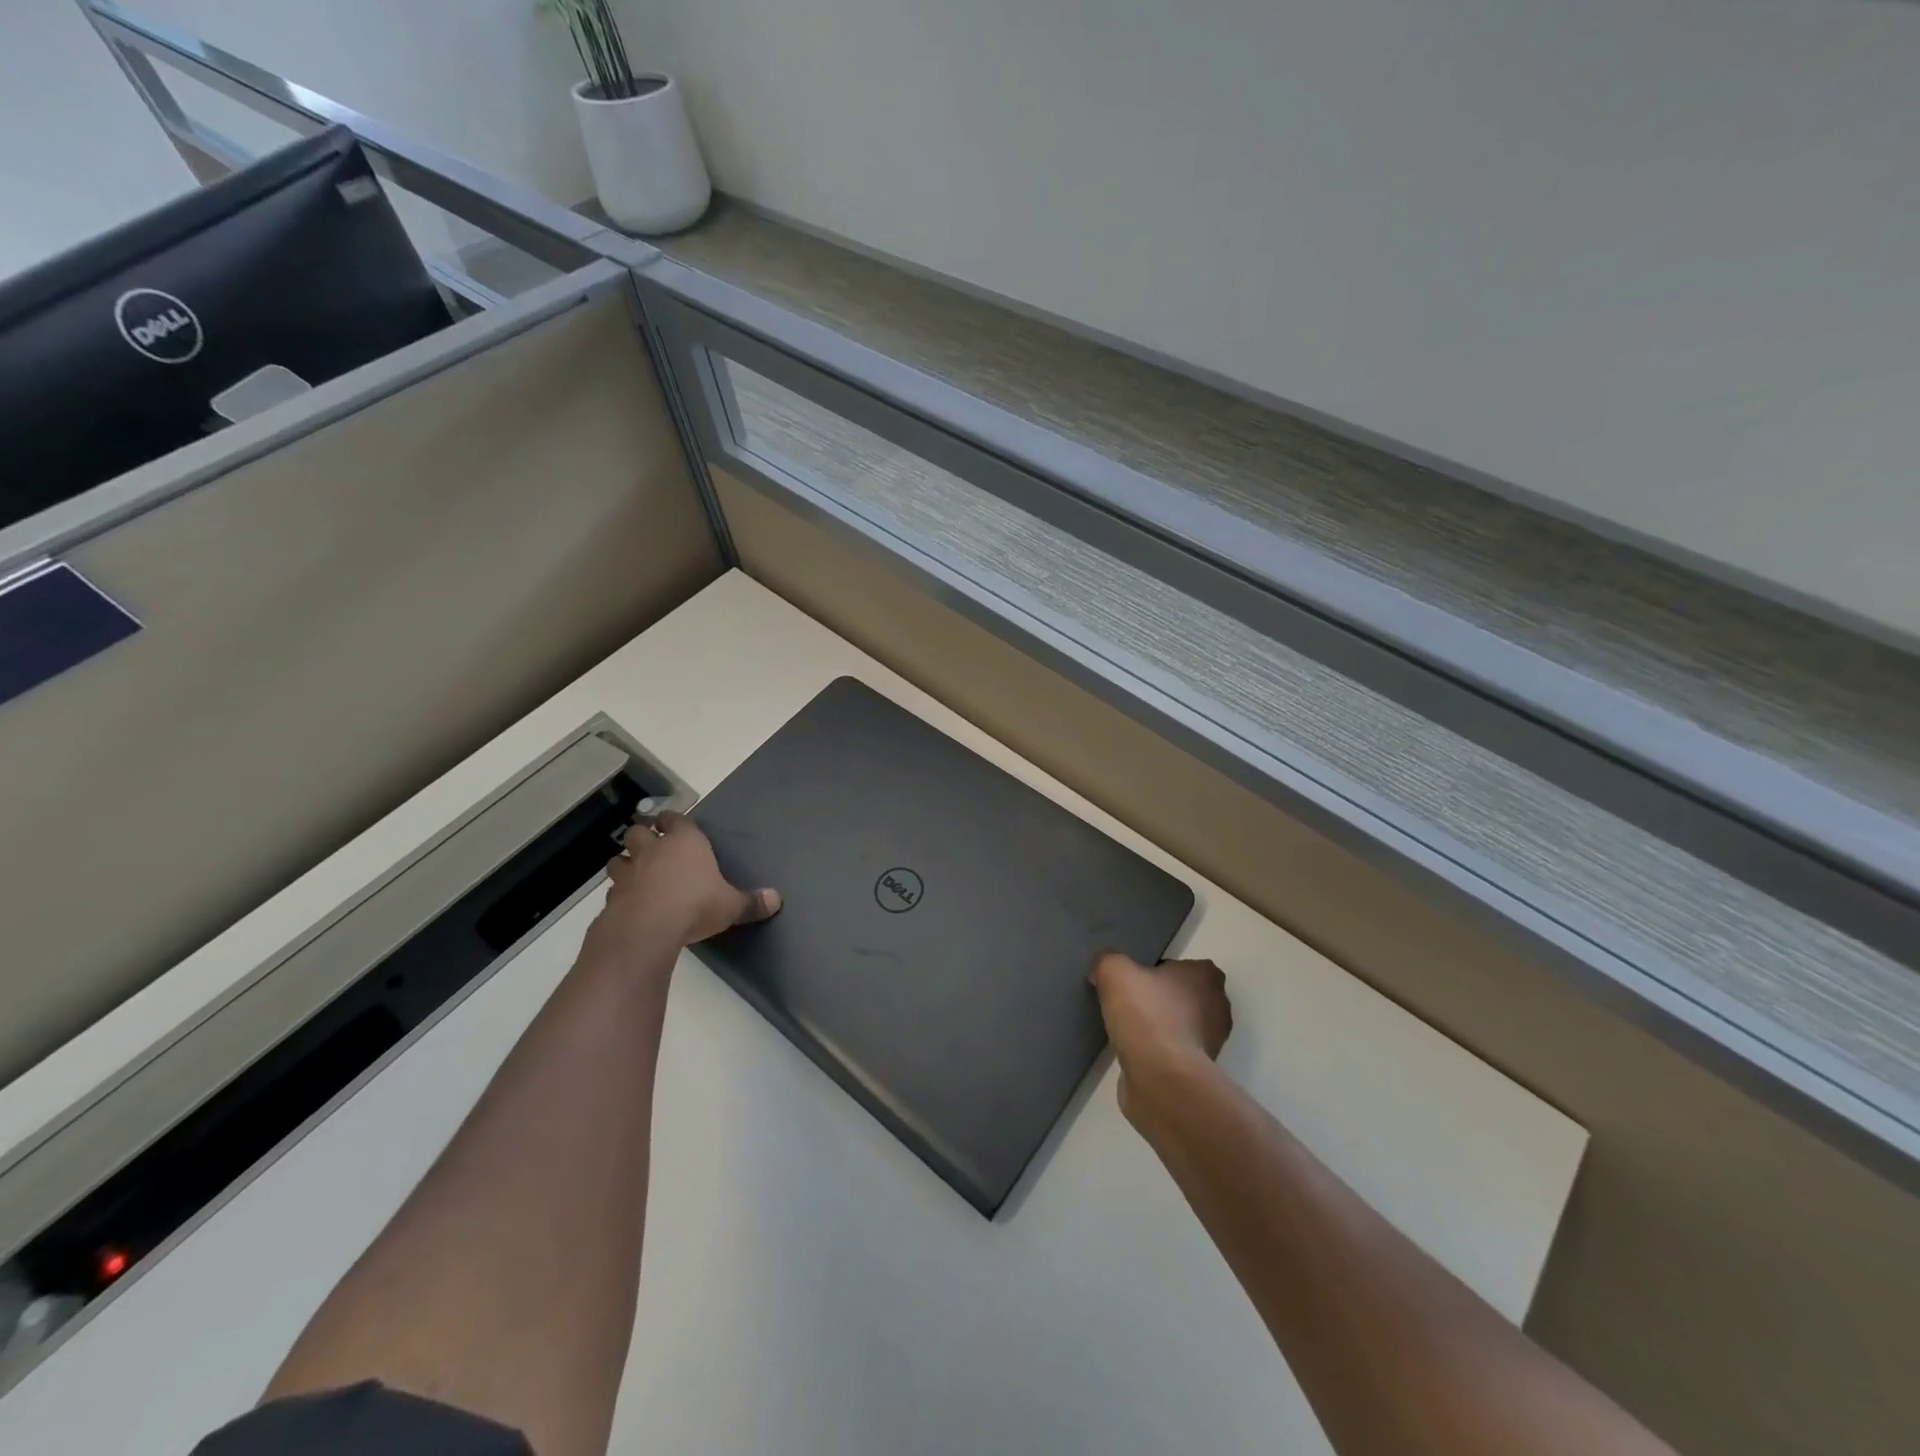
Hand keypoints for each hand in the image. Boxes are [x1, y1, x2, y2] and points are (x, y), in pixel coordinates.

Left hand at [591, 812, 780, 959]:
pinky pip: (614, 887)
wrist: (648, 928)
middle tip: (652, 847)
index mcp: (685, 841)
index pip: (676, 818)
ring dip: (626, 862)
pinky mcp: (612, 895)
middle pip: (639, 830)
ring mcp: (630, 871)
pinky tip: (628, 902)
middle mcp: (654, 849)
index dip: (673, 821)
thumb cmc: (696, 905)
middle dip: (644, 836)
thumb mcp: (732, 905)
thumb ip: (752, 902)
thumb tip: (777, 900)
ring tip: (635, 872)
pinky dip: (620, 891)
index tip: (673, 824)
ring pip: (619, 857)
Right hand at [1090, 952, 1231, 1120]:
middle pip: (1184, 995)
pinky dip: (1157, 1052)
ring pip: (1180, 1025)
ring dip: (1159, 1027)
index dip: (1160, 970)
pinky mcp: (1198, 1072)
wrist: (1161, 1079)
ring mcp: (1211, 1043)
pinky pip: (1174, 1052)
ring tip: (1127, 1029)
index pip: (1185, 965)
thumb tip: (1102, 969)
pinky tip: (1134, 1053)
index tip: (1136, 979)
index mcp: (1206, 976)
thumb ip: (1108, 961)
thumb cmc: (1146, 1015)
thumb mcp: (1114, 971)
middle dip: (1161, 999)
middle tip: (1129, 1002)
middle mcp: (1218, 1007)